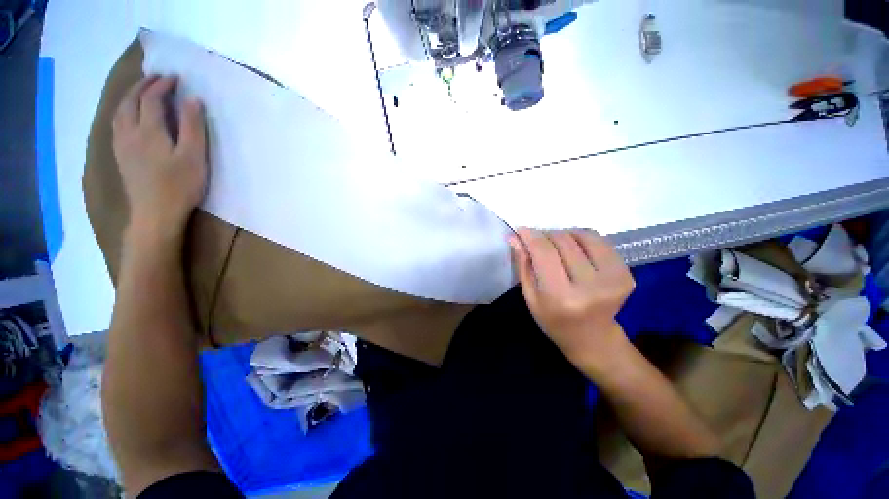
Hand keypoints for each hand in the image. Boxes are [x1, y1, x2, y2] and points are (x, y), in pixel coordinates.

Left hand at [112, 76, 207, 242]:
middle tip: (157, 79)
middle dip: (143, 85)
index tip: (176, 79)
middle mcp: (130, 132)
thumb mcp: (194, 157)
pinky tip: (129, 114)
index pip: (152, 99)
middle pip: (130, 100)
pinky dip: (123, 111)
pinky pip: (116, 124)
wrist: (155, 213)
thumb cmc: (180, 186)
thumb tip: (192, 100)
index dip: (163, 85)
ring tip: (142, 91)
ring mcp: (122, 144)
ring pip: (119, 111)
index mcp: (149, 130)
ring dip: (130, 96)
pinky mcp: (120, 155)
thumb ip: (193, 127)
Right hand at [509, 229, 635, 372]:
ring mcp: (613, 279)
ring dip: (564, 235)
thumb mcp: (531, 297)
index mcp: (561, 296)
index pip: (544, 252)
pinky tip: (575, 250)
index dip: (531, 236)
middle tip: (537, 242)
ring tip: (557, 247)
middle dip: (545, 235)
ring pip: (582, 236)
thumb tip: (514, 237)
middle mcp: (590, 286)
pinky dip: (582, 239)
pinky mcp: (625, 273)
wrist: (593, 339)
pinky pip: (600, 241)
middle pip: (563, 240)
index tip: (521, 230)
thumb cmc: (554, 321)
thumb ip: (523, 265)